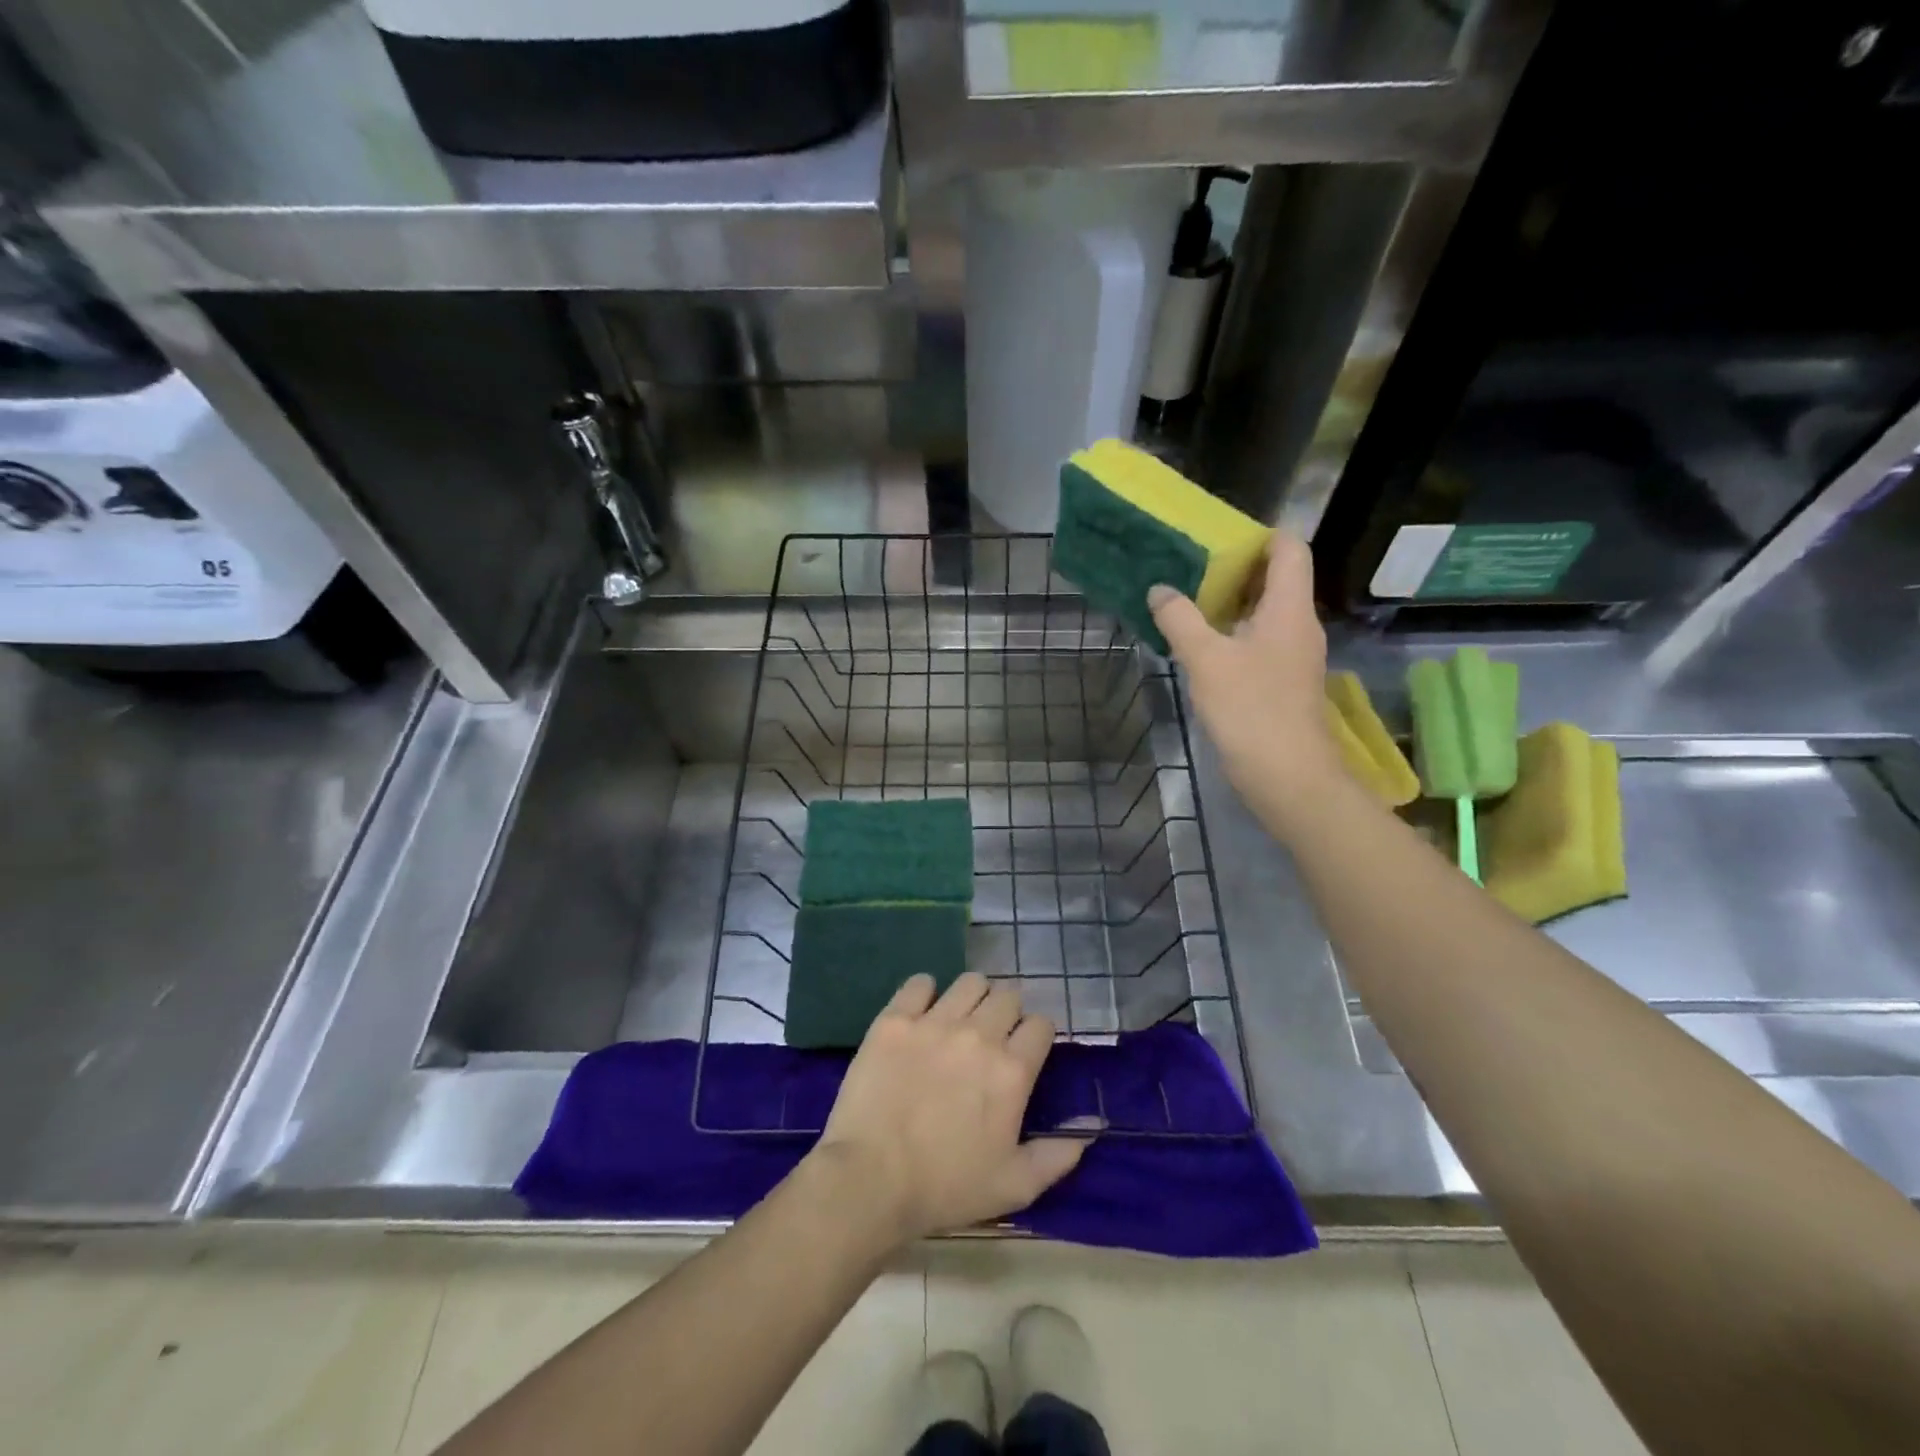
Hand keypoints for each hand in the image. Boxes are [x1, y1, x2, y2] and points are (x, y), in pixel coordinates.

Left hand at [810, 973, 1089, 1243]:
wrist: (870, 1180)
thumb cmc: (946, 1187)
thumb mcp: (1014, 1186)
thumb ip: (1058, 1154)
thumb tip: (1092, 1125)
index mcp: (1012, 1070)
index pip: (1041, 1025)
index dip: (1036, 1036)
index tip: (1025, 1051)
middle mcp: (978, 1035)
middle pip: (1008, 995)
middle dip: (1006, 1012)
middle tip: (991, 1038)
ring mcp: (934, 1022)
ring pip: (970, 981)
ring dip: (973, 997)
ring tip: (959, 1019)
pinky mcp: (895, 1019)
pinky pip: (920, 983)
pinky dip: (925, 992)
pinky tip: (921, 1013)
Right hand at [1149, 531, 1339, 809]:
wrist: (1287, 776)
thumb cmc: (1251, 709)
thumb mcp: (1206, 659)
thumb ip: (1180, 619)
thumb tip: (1159, 590)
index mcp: (1289, 608)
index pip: (1290, 549)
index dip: (1261, 534)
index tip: (1218, 536)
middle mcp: (1298, 625)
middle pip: (1277, 579)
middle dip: (1236, 568)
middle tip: (1190, 566)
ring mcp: (1292, 656)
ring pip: (1264, 613)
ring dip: (1230, 604)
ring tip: (1186, 600)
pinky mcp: (1281, 683)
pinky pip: (1257, 642)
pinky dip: (1232, 634)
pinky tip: (1199, 645)